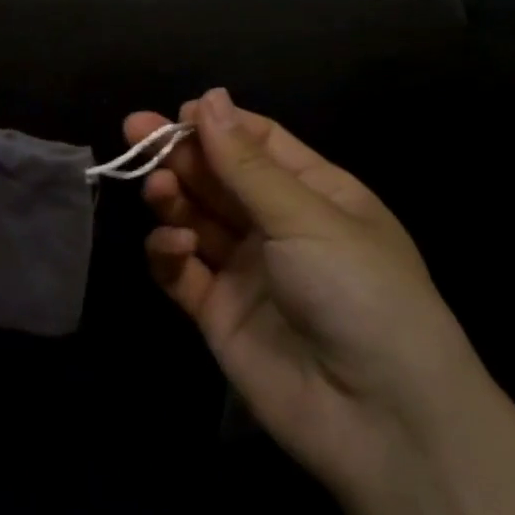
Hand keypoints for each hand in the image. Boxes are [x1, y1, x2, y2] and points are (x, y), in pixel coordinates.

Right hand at [126, 88, 482, 497]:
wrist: (379, 416)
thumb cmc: (359, 291)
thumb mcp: (306, 217)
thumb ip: (246, 163)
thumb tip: (209, 98)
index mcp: (317, 193)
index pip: (259, 143)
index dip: (218, 125)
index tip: (177, 113)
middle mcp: (279, 227)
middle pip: (219, 178)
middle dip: (180, 154)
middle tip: (134, 132)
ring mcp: (246, 270)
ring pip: (195, 219)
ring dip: (173, 198)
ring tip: (157, 189)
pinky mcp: (217, 312)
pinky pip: (182, 271)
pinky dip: (169, 252)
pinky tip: (172, 245)